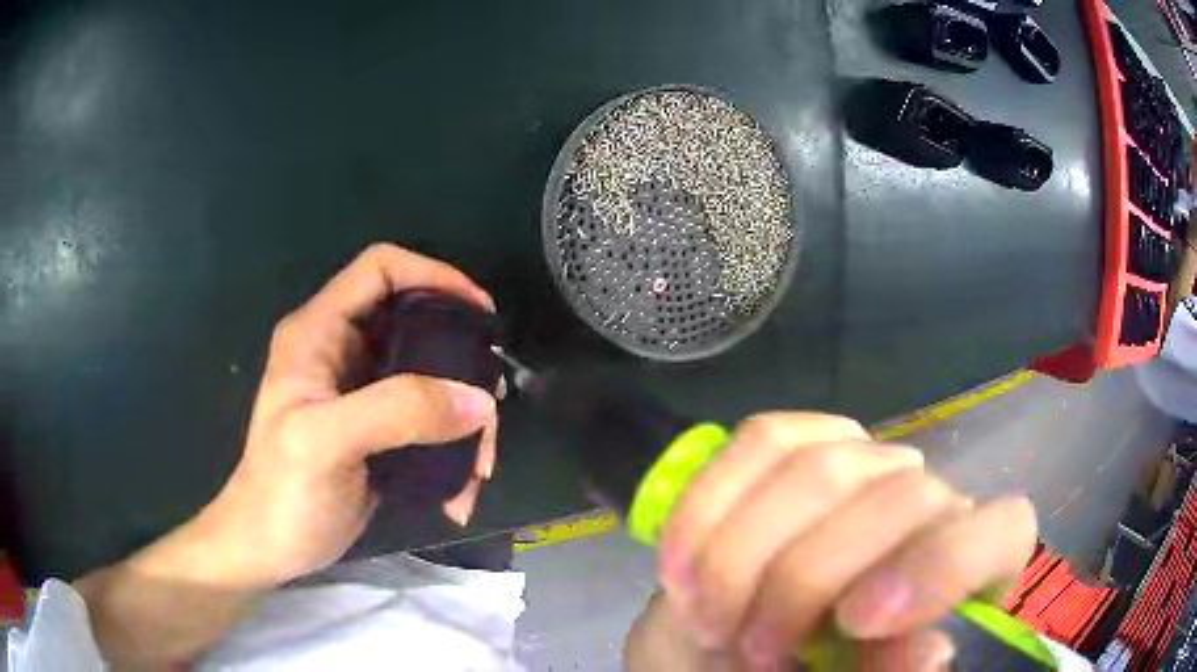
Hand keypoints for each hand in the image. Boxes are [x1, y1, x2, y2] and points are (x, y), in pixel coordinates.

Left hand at [76, 244, 499, 664]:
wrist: (271, 549)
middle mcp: (342, 351)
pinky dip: (454, 450)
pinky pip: (431, 422)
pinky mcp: (380, 431)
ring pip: (433, 379)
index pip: (381, 269)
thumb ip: (397, 410)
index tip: (480, 313)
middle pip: (419, 324)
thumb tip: (478, 401)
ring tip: (479, 467)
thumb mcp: (327, 442)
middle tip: (489, 407)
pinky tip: (459, 490)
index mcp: (319, 333)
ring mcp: (363, 393)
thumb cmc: (282, 492)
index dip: (434, 274)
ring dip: (465, 421)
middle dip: (462, 364)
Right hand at [629, 412, 1036, 669]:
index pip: (1000, 533)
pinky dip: (709, 507)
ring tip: (707, 616)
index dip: (942, 567)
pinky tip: (678, 563)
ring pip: (819, 468)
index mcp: (964, 565)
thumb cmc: (809, 670)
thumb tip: (926, 651)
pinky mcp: (800, 438)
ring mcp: (866, 456)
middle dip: (803, 583)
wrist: (744, 636)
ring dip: (743, 556)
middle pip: (898, 499)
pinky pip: (760, 441)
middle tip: (748, 649)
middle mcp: (928, 497)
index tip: (856, 622)